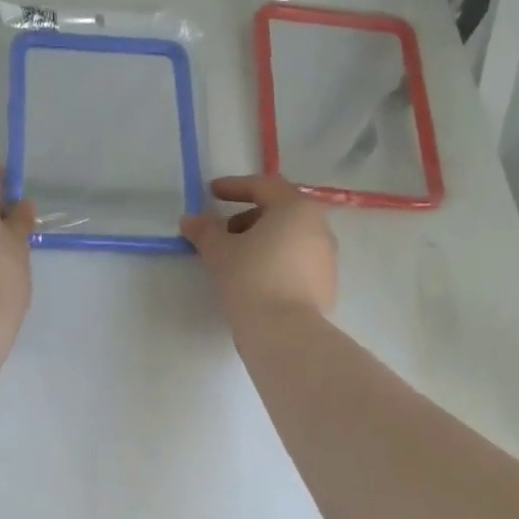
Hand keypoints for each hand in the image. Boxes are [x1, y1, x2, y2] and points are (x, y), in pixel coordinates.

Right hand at [182, 175, 336, 321]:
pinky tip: (256, 279)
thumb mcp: (219, 251)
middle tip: (223, 232)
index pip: (263, 186)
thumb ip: (205, 230)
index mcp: (296, 208)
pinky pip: (297, 261)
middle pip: (279, 211)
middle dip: (248, 216)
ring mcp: (327, 257)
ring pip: (290, 237)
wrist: (285, 332)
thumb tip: (191, 220)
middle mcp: (319, 226)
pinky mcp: (327, 284)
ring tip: (236, 258)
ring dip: (262, 240)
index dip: (234, 187)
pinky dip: (276, 261)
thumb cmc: (251, 279)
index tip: (211, 193)